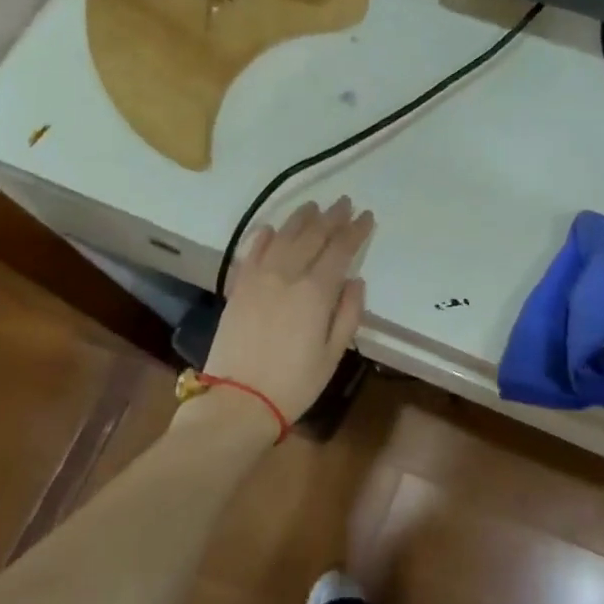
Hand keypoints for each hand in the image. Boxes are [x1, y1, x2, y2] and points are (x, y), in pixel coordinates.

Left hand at [205, 197, 373, 425]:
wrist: (238, 400)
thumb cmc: (295, 383)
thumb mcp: (333, 354)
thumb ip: (347, 314)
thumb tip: (355, 281)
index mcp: (316, 292)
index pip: (340, 250)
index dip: (355, 231)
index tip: (366, 216)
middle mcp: (287, 276)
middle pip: (313, 237)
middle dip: (331, 218)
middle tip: (344, 203)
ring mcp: (259, 279)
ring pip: (283, 238)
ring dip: (301, 219)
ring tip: (313, 206)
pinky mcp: (238, 288)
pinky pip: (252, 252)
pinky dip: (264, 237)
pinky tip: (272, 228)